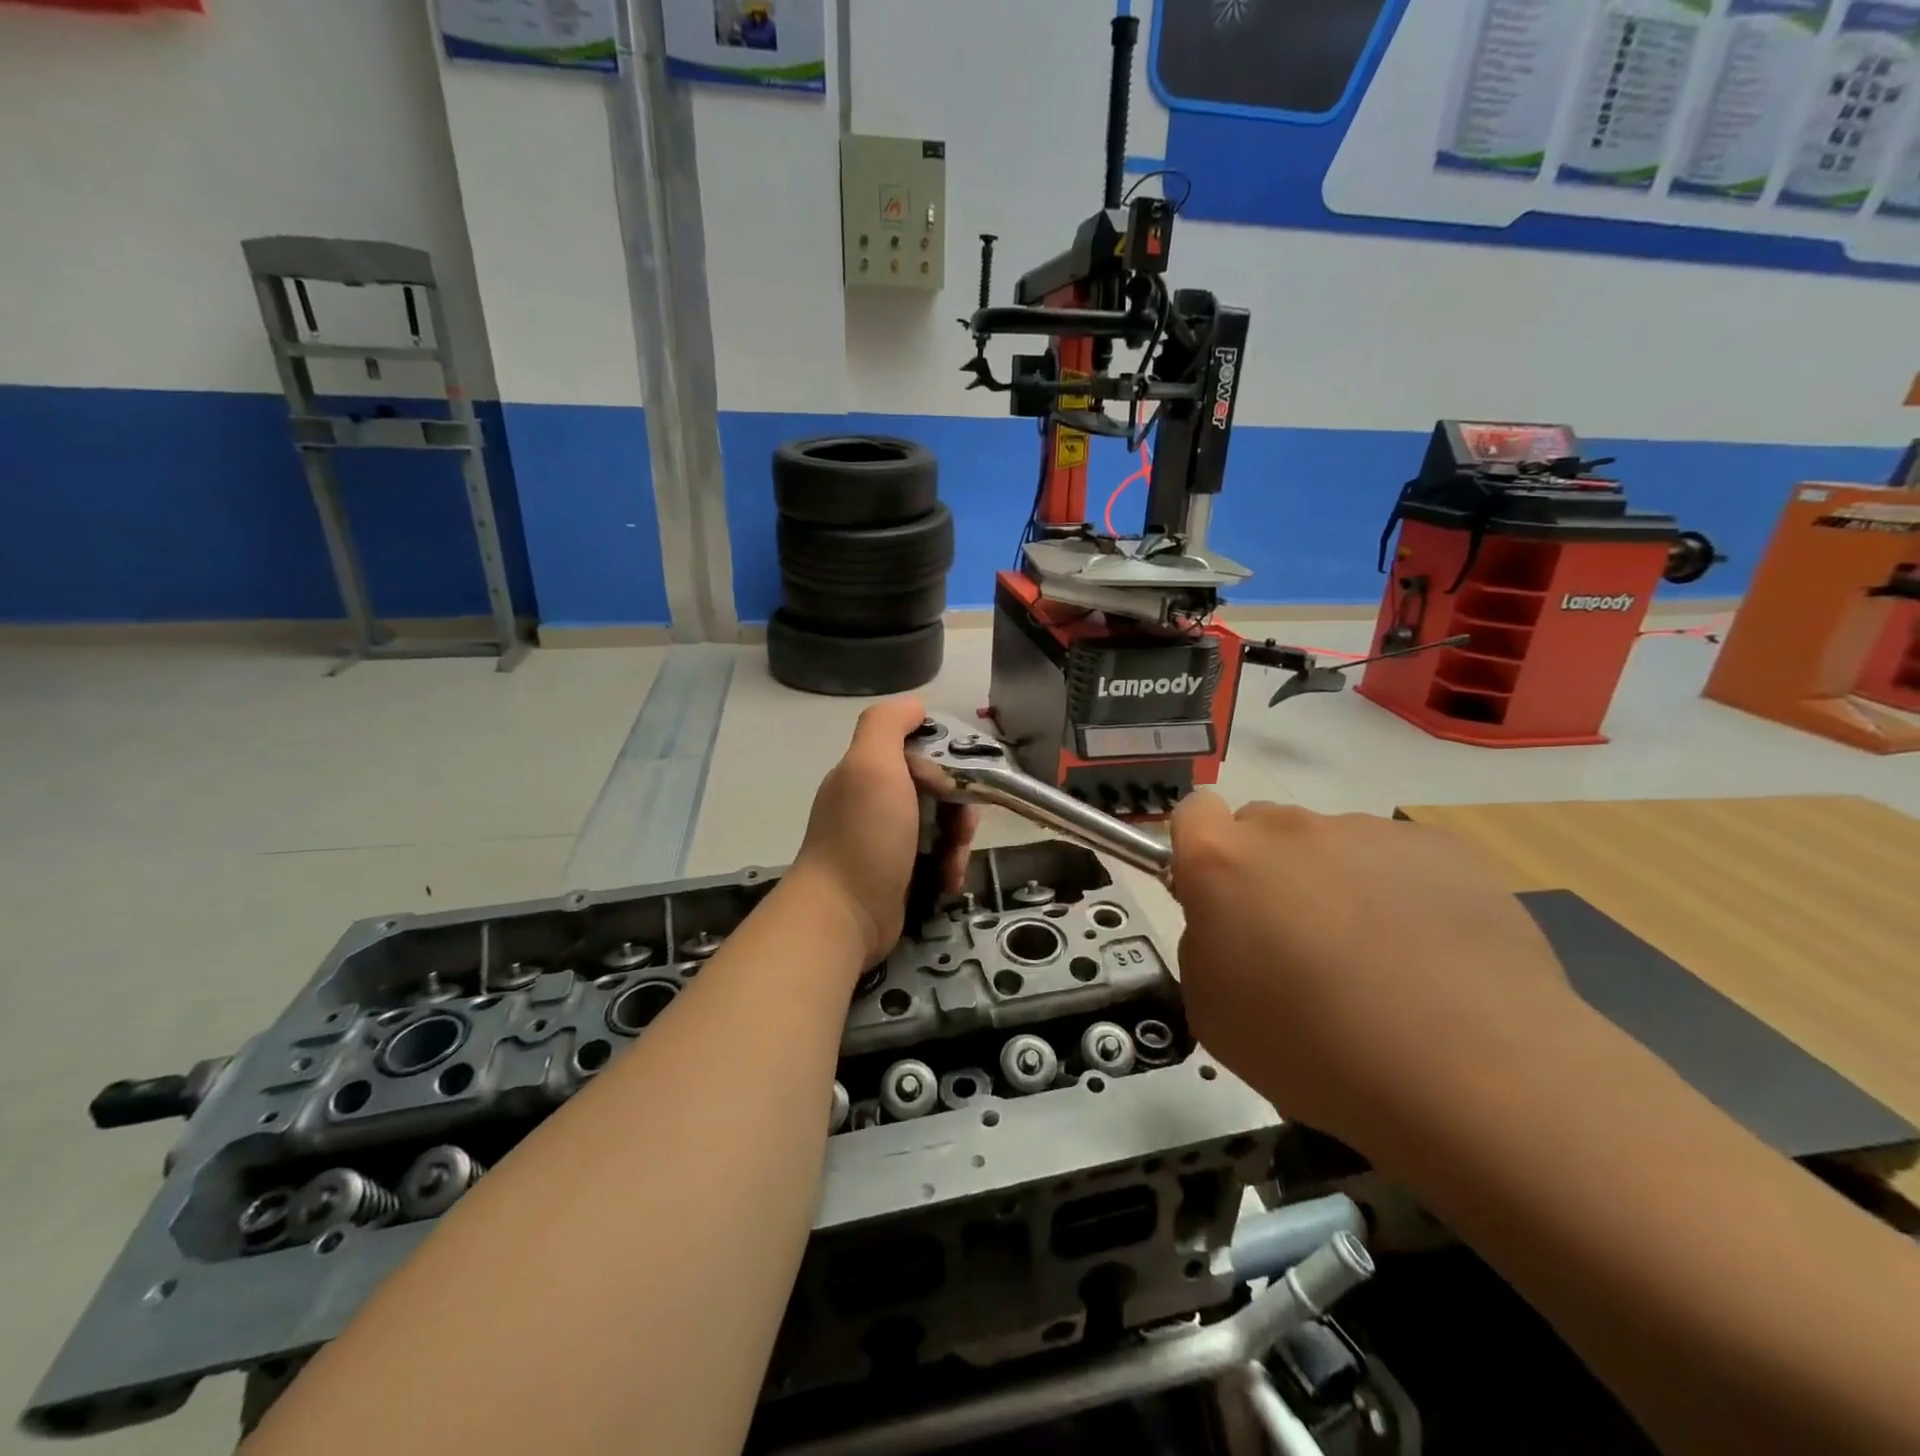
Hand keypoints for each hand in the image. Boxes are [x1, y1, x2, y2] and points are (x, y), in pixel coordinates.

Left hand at [788, 697, 977, 968]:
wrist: (844, 914)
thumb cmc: (864, 836)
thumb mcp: (872, 765)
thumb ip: (887, 724)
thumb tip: (915, 706)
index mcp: (867, 770)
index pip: (920, 748)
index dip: (946, 760)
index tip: (959, 780)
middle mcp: (874, 800)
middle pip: (937, 788)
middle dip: (959, 807)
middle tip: (962, 829)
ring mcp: (885, 839)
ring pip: (941, 825)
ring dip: (957, 841)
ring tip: (953, 863)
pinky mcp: (898, 873)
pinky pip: (936, 857)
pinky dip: (948, 866)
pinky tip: (948, 882)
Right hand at [1167, 794, 1583, 1151]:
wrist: (1469, 1071)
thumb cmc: (1312, 1048)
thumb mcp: (1212, 1011)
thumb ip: (1205, 943)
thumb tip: (1233, 923)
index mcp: (1222, 860)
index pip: (1192, 812)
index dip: (1200, 850)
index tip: (1219, 898)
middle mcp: (1289, 829)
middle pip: (1264, 828)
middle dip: (1268, 871)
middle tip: (1298, 944)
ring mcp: (1369, 832)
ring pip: (1334, 846)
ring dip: (1337, 884)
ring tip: (1381, 963)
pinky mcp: (1442, 848)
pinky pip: (1400, 860)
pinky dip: (1402, 894)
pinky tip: (1432, 957)